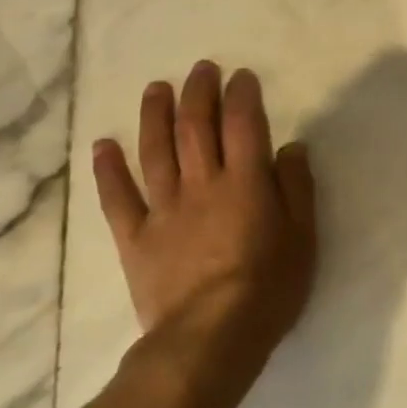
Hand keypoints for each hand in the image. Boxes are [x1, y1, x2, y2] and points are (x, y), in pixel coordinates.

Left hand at [92, 62, 315, 400]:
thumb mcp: (303, 237)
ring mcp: (164, 210)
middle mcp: (202, 184)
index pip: (243, 124)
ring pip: (155, 151)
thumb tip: (291, 146)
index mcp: (246, 182)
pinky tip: (102, 146)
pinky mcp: (136, 238)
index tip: (240, 75)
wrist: (211, 338)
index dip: (241, 95)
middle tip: (200, 69)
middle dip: (198, 92)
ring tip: (155, 88)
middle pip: (196, 127)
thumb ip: (297, 187)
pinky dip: (108, 170)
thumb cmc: (269, 287)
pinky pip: (118, 198)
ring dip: (154, 115)